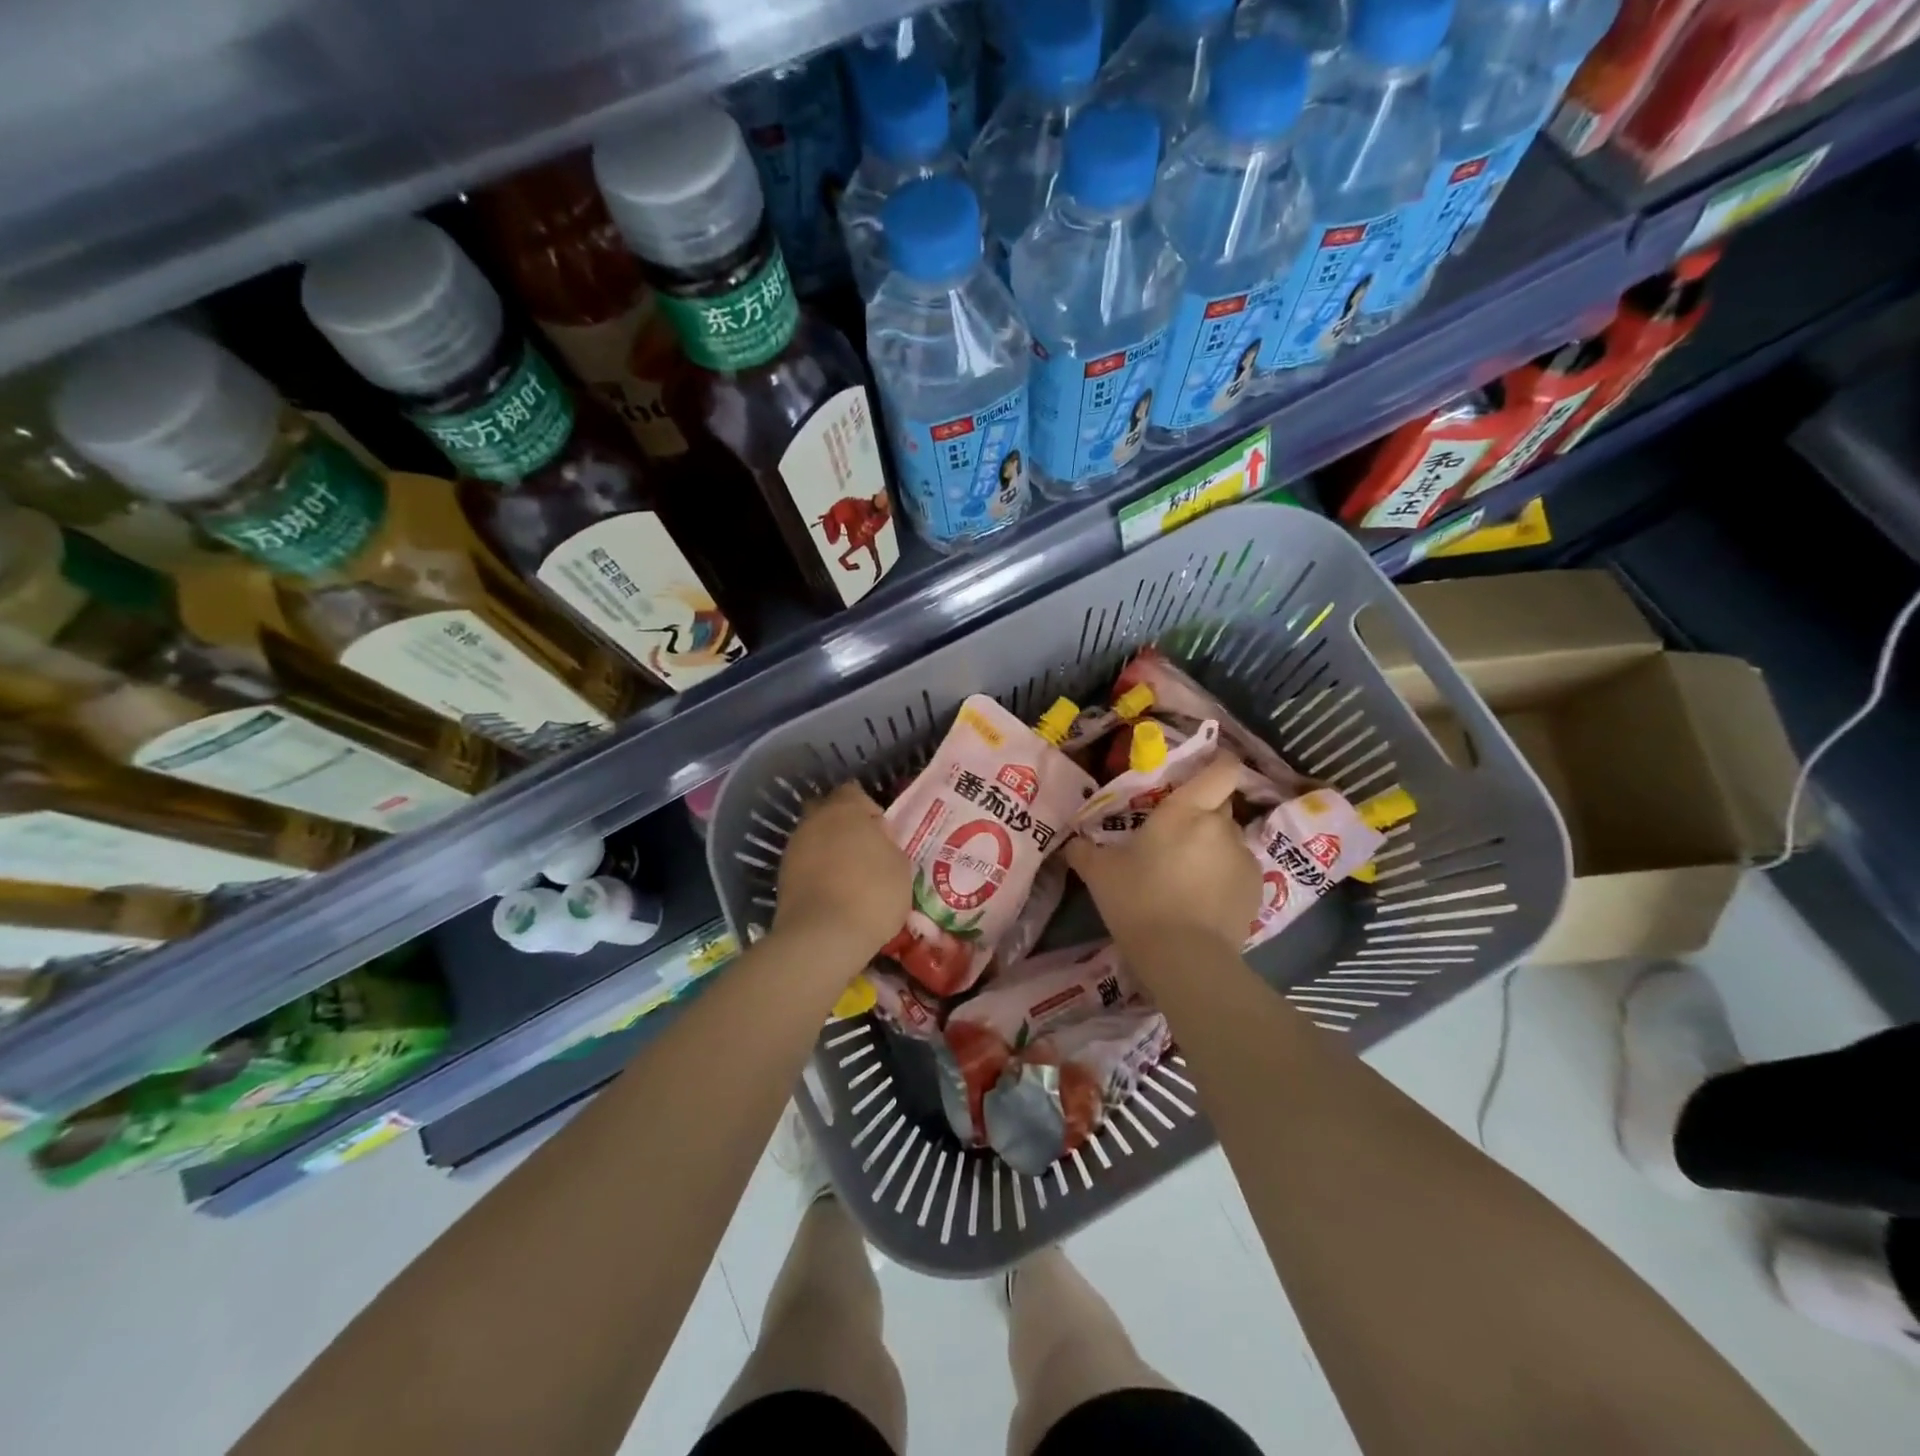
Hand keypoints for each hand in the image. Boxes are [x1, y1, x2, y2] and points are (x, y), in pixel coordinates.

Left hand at [774, 781, 910, 962]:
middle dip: (842, 825)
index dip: (868, 809)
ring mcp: (793, 849)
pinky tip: (832, 893)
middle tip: (863, 850)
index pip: (853, 791)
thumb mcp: (900, 866)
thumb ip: (887, 844)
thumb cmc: (872, 893)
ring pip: (813, 838)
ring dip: (828, 850)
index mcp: (844, 810)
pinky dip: (816, 872)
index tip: (882, 833)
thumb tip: (876, 839)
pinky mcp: (782, 878)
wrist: (822, 937)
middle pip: (827, 811)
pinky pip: (804, 864)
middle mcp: (813, 821)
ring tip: (848, 877)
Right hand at [1065, 758, 1260, 957]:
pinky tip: (1203, 900)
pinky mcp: (1256, 889)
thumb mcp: (1099, 874)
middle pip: (1220, 804)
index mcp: (1185, 810)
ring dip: (1213, 847)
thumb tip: (1071, 843)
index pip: (1220, 769)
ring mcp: (1242, 857)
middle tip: (1177, 833)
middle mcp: (1220, 826)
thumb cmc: (1138, 901)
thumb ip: (1084, 852)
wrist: (1185, 958)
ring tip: (1188, 875)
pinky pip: (1238, 869)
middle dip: (1203, 812)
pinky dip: (1224, 876)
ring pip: (1229, 839)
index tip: (1205, 767)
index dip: (1218, 762)